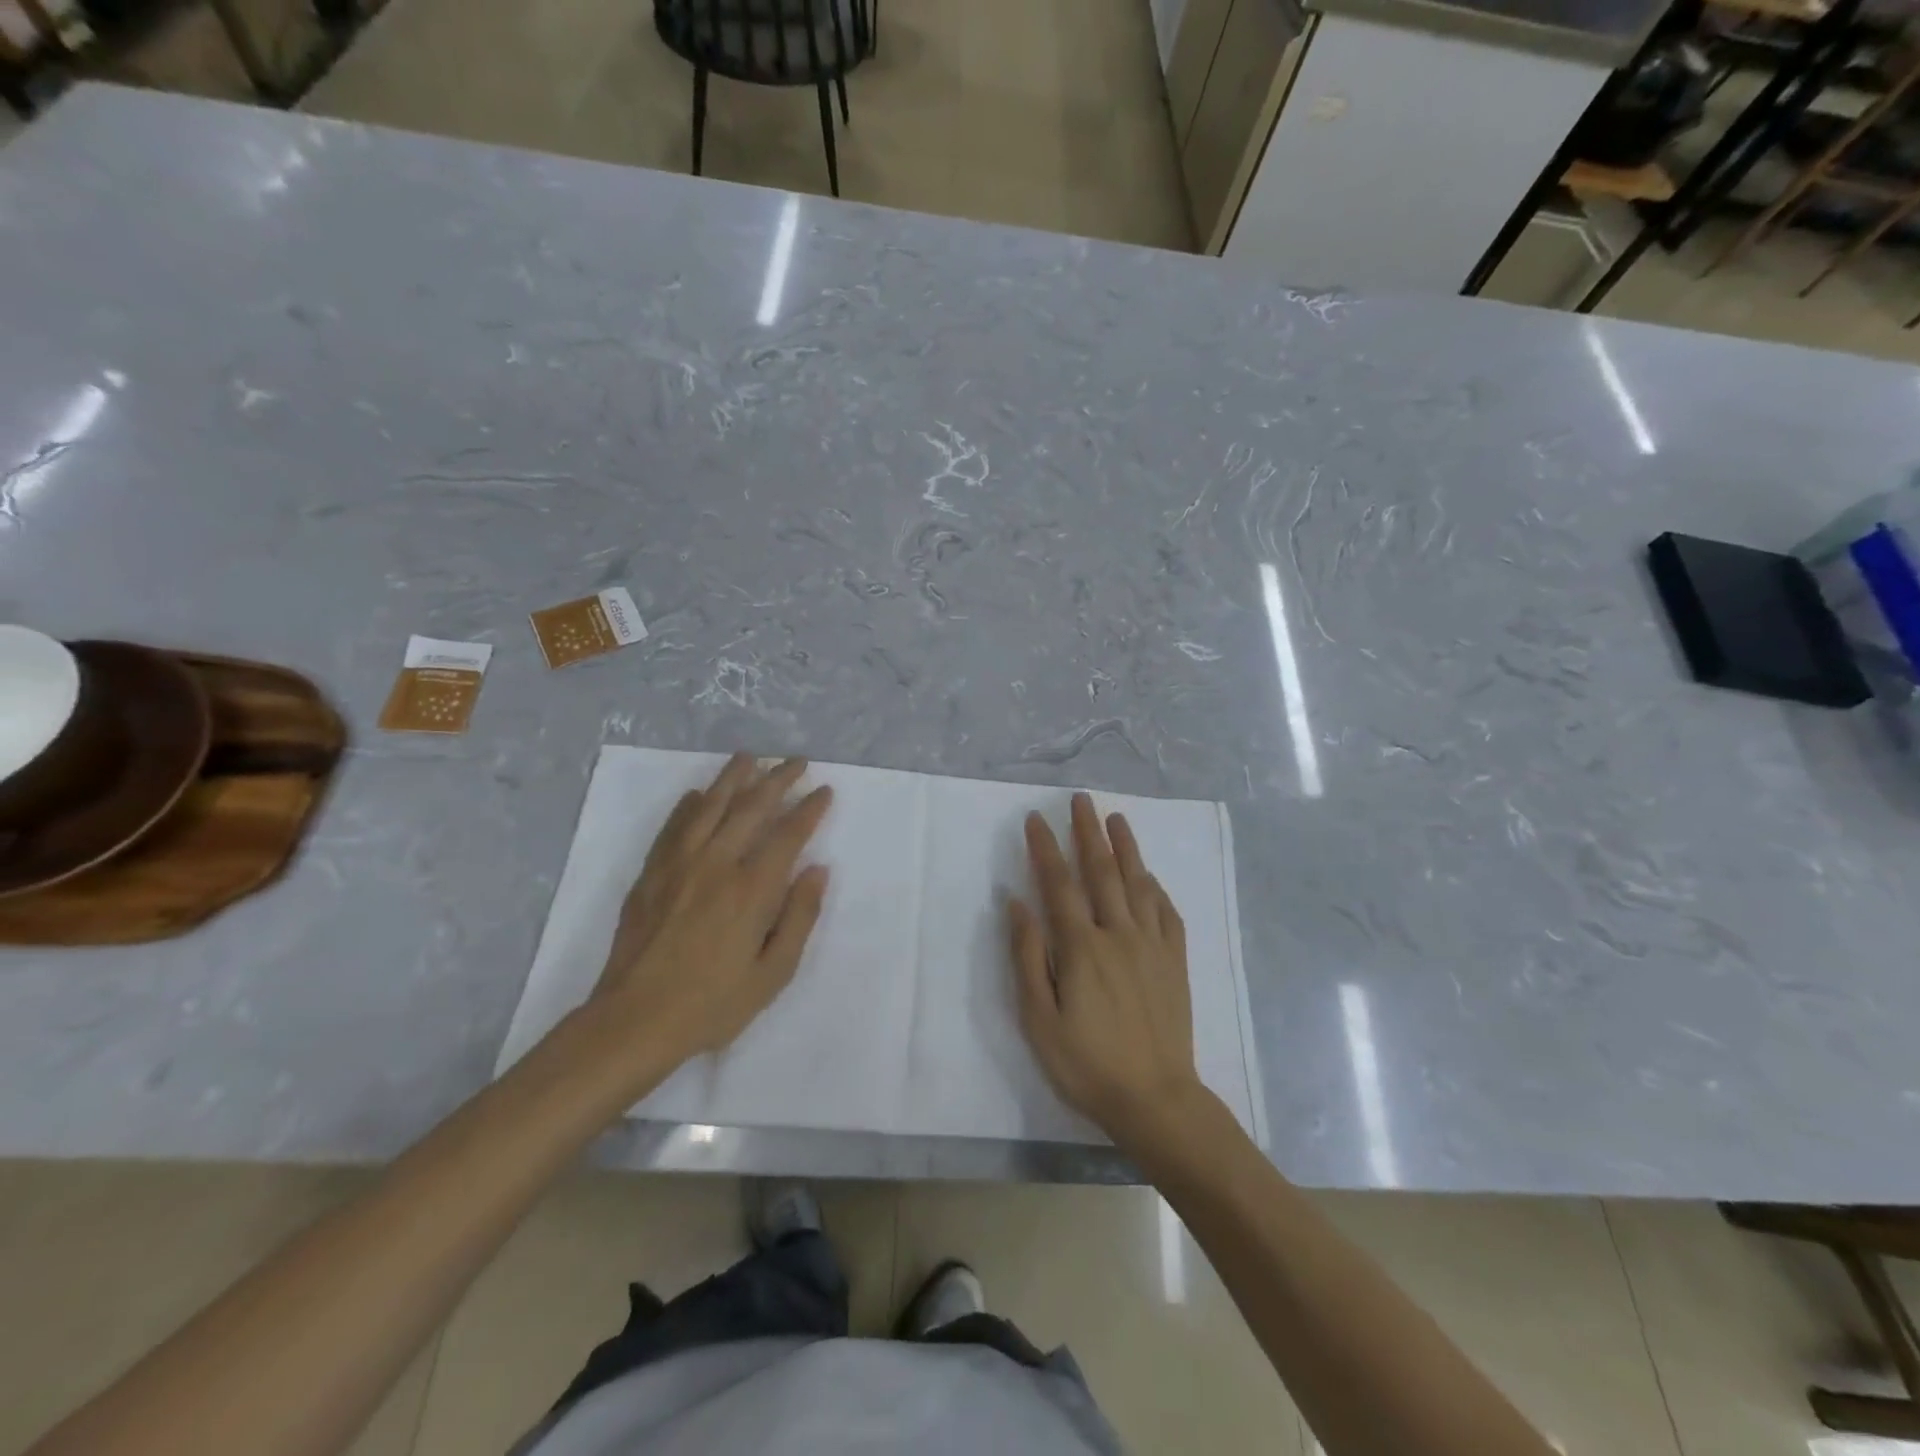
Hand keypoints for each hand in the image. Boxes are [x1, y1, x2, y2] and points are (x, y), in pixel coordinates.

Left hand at [590, 754, 831, 1076]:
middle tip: (797, 762)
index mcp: (751, 889)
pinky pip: (674, 826)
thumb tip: (818, 870)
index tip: (824, 791)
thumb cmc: (713, 1004)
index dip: (809, 808)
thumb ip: (800, 917)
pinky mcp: (651, 873)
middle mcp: (716, 864)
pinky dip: (689, 805)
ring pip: (710, 806)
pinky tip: (699, 794)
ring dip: (733, 777)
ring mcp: (679, 864)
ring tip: (750, 758)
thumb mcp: (773, 973)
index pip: (788, 834)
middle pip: (751, 807)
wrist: (634, 1020)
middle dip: (778, 779)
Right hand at [1009, 793, 1208, 1151]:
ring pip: (1137, 884)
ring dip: (1126, 848)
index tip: (1036, 818)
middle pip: (1101, 871)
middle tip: (1081, 800)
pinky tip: (1149, 877)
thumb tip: (1016, 903)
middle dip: (1088, 832)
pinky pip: (1167, 913)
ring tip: (1117, 819)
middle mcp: (1118, 934)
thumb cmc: (1086, 1063)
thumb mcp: (1039, 1018)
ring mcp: (1152, 946)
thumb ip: (1026, 956)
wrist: (1155, 1099)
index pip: (1059, 884)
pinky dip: (1155, 888)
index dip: (1045, 848)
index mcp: (1081, 947)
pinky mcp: (1175, 962)